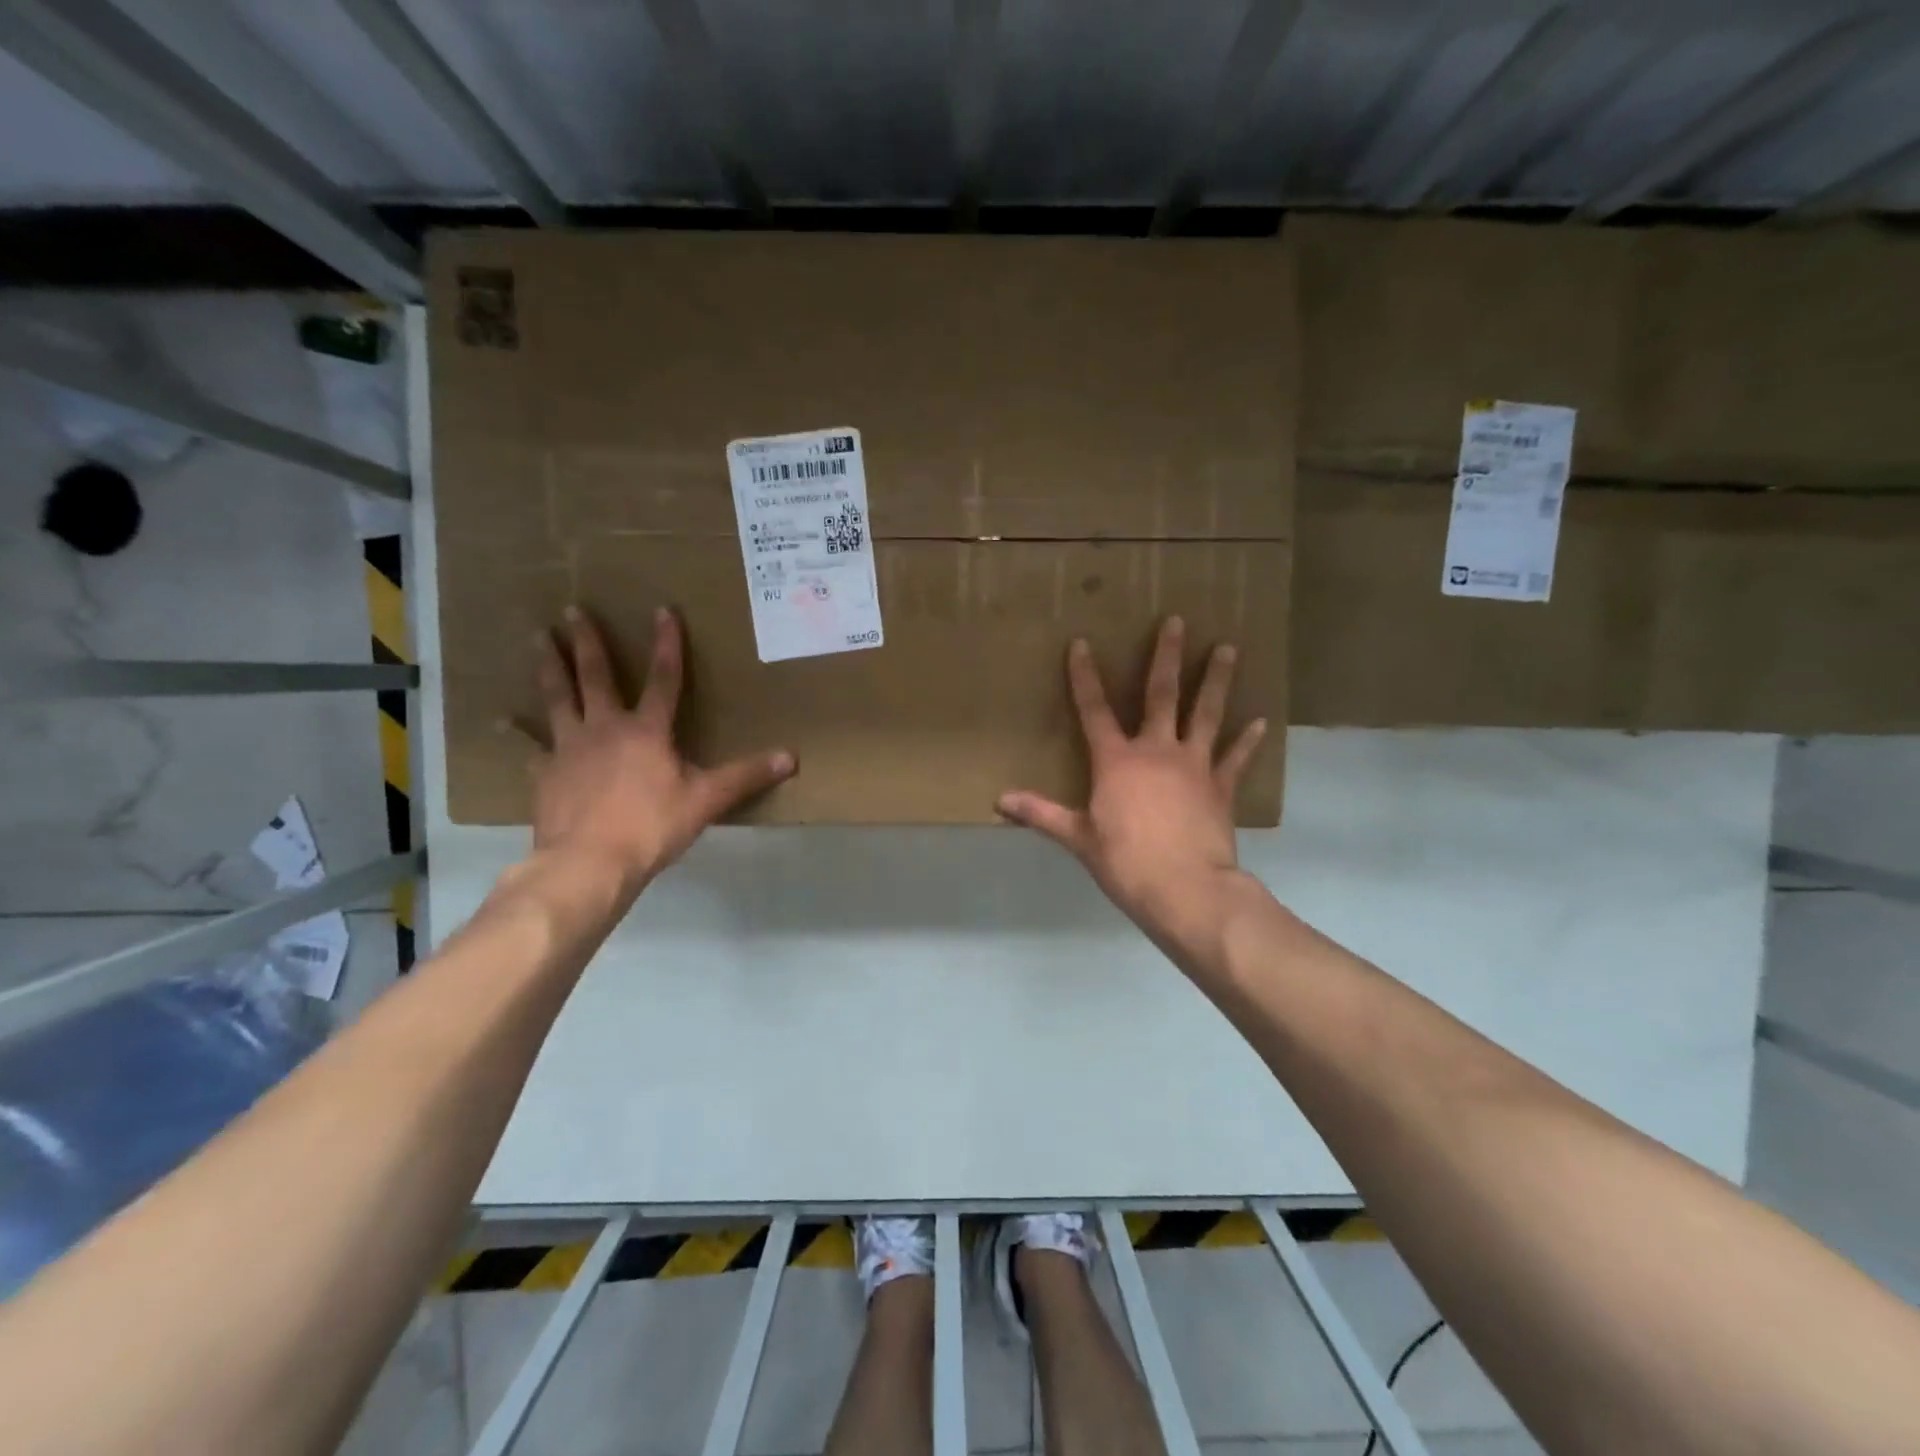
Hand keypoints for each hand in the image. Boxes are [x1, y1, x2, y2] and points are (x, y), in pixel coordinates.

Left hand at [516, 606, 794, 891]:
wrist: (588, 863)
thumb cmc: (651, 828)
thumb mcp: (706, 801)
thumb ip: (745, 777)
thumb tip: (790, 757)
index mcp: (647, 731)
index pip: (663, 679)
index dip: (667, 644)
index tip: (662, 609)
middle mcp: (604, 728)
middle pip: (596, 676)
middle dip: (587, 641)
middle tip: (572, 608)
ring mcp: (569, 748)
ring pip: (557, 698)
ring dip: (548, 667)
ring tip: (537, 638)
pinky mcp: (545, 773)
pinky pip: (530, 747)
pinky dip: (517, 734)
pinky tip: (501, 721)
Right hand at [997, 616, 1267, 963]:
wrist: (1185, 889)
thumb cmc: (1125, 862)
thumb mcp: (1077, 838)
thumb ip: (1040, 814)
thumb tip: (999, 801)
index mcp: (1116, 761)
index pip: (1093, 710)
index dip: (1084, 676)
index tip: (1081, 643)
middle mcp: (1156, 751)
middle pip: (1160, 694)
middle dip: (1166, 656)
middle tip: (1177, 621)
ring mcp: (1193, 765)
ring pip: (1205, 713)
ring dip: (1215, 680)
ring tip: (1228, 649)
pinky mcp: (1220, 787)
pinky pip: (1235, 757)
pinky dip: (1247, 740)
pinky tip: (1261, 722)